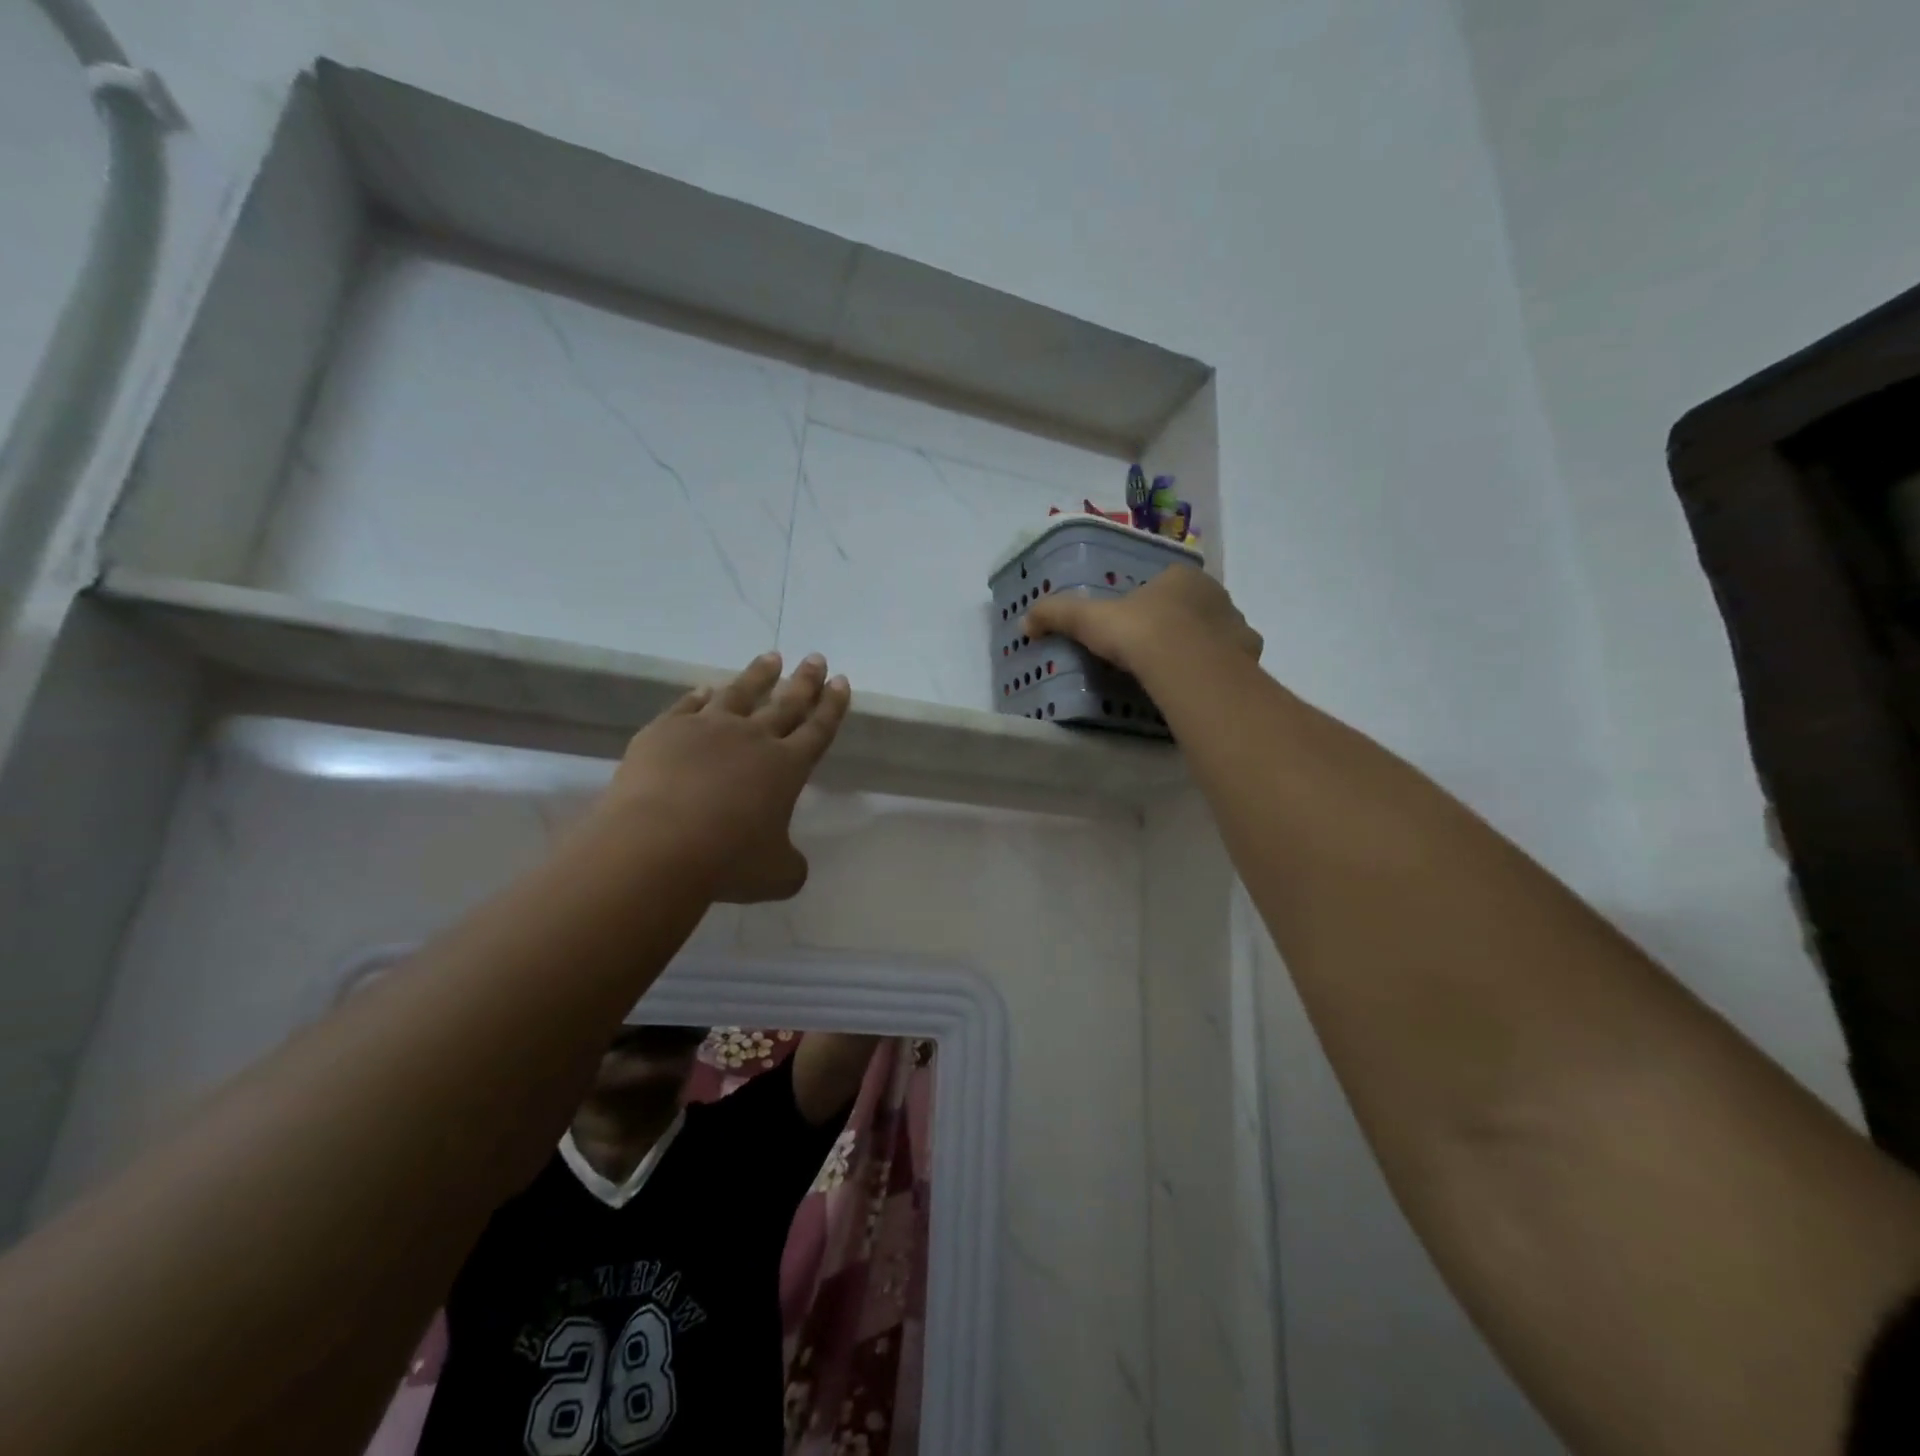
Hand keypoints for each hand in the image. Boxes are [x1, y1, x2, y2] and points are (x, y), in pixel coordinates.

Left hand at [591, 652, 850, 902]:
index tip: (841, 681)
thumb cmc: (727, 861)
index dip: (832, 706)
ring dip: (758, 675)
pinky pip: (689, 706)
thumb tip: (792, 863)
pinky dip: (700, 696)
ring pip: (740, 693)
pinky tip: (705, 689)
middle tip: (815, 658)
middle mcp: (753, 739)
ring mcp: (707, 729)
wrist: (656, 846)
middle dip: (805, 681)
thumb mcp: (777, 875)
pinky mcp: (666, 731)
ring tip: (771, 657)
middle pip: (786, 703)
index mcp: (787, 767)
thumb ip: (791, 864)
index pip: (818, 729)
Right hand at [1023, 565, 1261, 675]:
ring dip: (1202, 648)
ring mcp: (1238, 627)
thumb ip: (1058, 615)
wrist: (1186, 666)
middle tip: (1153, 653)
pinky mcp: (1250, 659)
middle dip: (1178, 626)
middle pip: (1194, 609)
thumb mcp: (1089, 621)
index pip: (1165, 584)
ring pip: (1217, 635)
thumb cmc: (1140, 633)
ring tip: (1177, 674)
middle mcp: (1216, 595)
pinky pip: (1232, 663)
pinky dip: (1219, 672)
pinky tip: (1199, 688)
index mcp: (1181, 578)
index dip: (1149, 604)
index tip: (1133, 628)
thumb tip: (1025, 622)